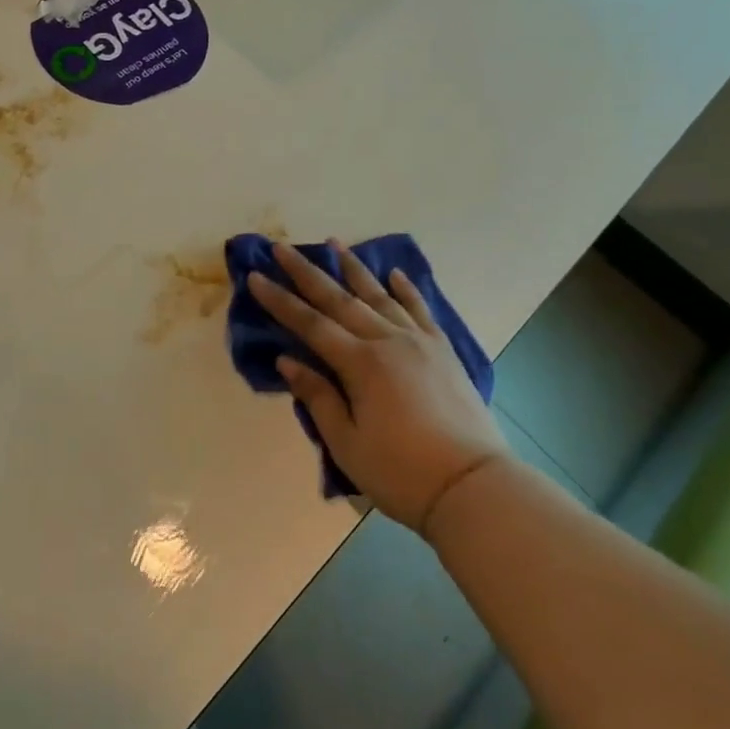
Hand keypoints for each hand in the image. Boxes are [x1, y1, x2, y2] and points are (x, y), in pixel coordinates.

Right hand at [250, 241, 508, 535]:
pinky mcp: (444, 350)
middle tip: (282, 248)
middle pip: (339, 299)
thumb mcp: (347, 444)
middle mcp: (387, 340)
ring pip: (379, 295)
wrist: (473, 485)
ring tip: (334, 243)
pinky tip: (395, 273)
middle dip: (306, 272)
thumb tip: (286, 360)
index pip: (310, 324)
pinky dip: (406, 288)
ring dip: (353, 268)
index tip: (256, 277)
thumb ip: (318, 397)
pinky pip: (420, 309)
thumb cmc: (401, 473)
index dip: (280, 301)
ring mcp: (419, 340)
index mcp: (360, 364)